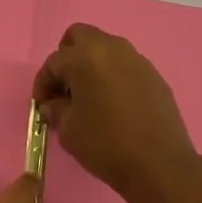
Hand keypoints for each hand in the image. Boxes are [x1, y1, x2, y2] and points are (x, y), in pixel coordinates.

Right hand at [32, 24, 197, 202]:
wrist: (160, 165)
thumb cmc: (106, 144)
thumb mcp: (69, 131)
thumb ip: (56, 110)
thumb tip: (53, 104)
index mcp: (85, 56)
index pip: (54, 62)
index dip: (43, 83)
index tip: (41, 104)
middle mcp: (111, 48)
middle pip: (80, 36)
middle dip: (67, 57)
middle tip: (65, 87)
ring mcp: (136, 59)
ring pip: (106, 49)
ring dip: (92, 65)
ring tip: (90, 96)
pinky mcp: (154, 75)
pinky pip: (125, 66)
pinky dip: (114, 76)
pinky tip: (114, 104)